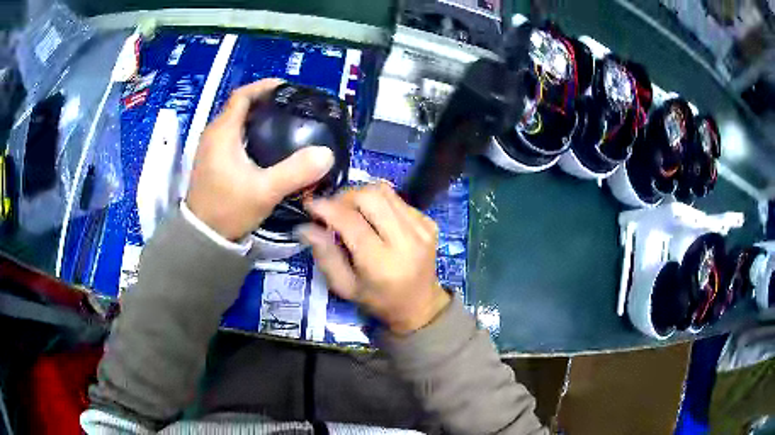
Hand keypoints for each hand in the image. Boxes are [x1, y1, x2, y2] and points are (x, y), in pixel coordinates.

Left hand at [186, 79, 334, 240]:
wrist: (203, 237)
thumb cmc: (228, 210)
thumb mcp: (264, 191)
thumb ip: (295, 172)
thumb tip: (326, 154)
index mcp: (223, 132)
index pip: (242, 95)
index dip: (264, 86)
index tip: (287, 87)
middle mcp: (213, 134)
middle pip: (239, 106)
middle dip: (264, 101)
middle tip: (291, 106)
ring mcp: (210, 148)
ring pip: (235, 121)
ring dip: (257, 116)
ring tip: (284, 122)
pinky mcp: (212, 161)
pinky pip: (232, 136)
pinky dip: (249, 131)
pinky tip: (266, 145)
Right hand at [299, 183, 450, 333]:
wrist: (420, 305)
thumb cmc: (378, 301)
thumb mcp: (345, 286)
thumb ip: (325, 255)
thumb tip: (305, 226)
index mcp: (382, 263)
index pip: (351, 221)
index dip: (327, 208)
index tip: (311, 204)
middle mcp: (406, 240)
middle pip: (370, 196)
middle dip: (344, 197)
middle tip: (332, 209)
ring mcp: (422, 228)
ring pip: (385, 191)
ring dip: (362, 195)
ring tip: (351, 210)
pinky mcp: (430, 222)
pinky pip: (398, 199)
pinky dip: (380, 202)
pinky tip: (374, 218)